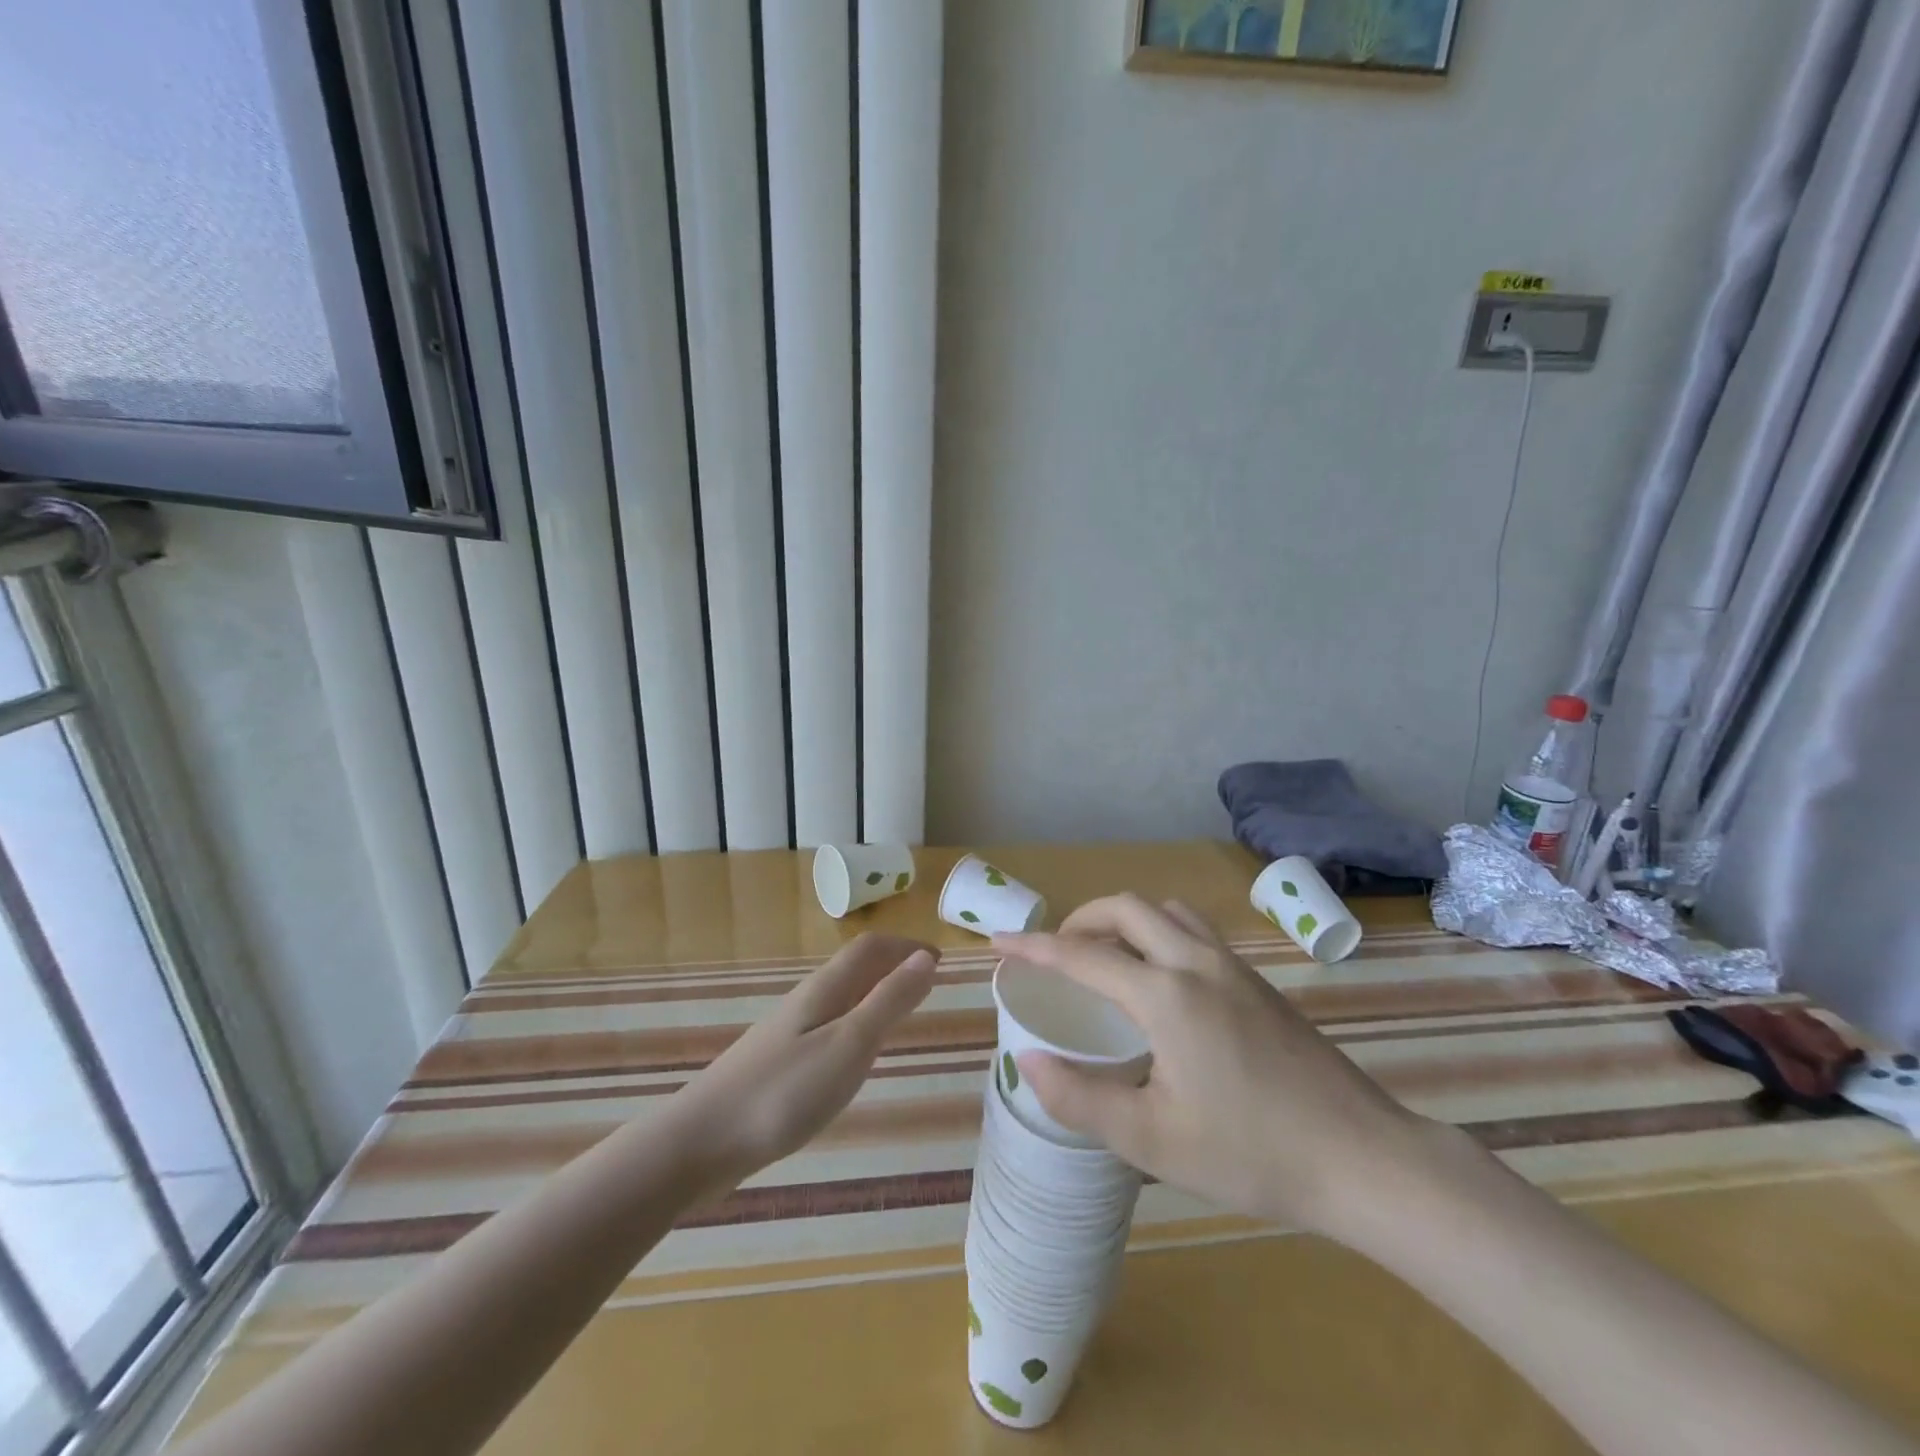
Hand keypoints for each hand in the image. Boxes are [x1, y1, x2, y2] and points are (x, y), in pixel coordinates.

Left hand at [670, 934, 937, 1189]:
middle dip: (892, 966)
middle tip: (927, 985)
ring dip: (873, 994)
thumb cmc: (783, 1092)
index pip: (869, 949)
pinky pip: (826, 1027)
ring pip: (839, 998)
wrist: (699, 1143)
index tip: (939, 960)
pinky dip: (853, 1024)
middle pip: (854, 968)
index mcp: (825, 990)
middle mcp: (806, 1002)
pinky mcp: (777, 1064)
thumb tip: (925, 958)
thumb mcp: (848, 1046)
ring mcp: (787, 1033)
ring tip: (899, 1015)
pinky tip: (852, 1058)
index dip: (905, 947)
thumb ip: (888, 1002)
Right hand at [994, 896, 1436, 1235]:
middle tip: (1056, 953)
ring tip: (1105, 956)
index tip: (998, 942)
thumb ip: (1081, 1098)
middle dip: (1081, 919)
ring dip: (1125, 919)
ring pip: (1166, 911)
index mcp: (1166, 995)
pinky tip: (1161, 979)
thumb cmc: (1251, 1153)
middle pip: (1126, 908)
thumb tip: (1027, 1060)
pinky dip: (1159, 931)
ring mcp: (1234, 966)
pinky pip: (1194, 930)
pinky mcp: (1258, 981)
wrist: (1363, 1158)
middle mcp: (1197, 963)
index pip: (1083, 954)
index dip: (1034, 946)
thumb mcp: (1152, 1141)